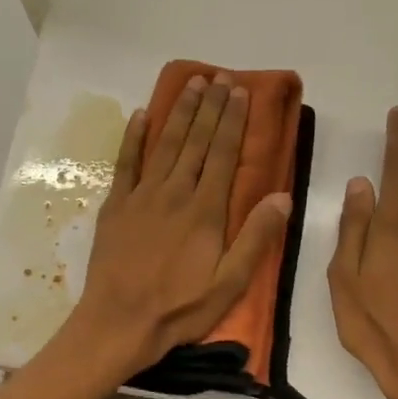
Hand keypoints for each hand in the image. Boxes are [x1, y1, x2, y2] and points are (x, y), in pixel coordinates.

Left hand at [62, 73, 292, 378]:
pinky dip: (134, 137)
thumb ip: (255, 238)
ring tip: (192, 84)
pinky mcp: (115, 206)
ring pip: (165, 144)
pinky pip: (125, 163)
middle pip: (196, 141)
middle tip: (220, 77)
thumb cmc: (179, 309)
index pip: (224, 155)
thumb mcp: (229, 284)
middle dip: (211, 107)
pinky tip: (141, 115)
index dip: (234, 121)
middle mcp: (174, 193)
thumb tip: (282, 196)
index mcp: (205, 211)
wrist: (119, 322)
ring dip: (179, 112)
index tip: (240, 92)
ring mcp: (141, 196)